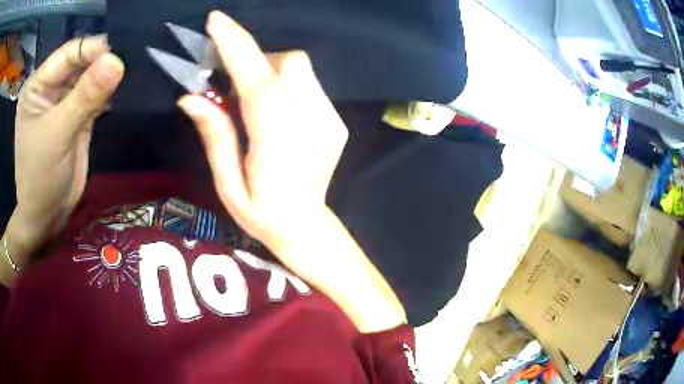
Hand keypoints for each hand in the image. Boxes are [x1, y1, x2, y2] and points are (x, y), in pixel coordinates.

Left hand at [14, 36, 123, 239]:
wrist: (46, 217)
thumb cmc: (40, 178)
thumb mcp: (58, 134)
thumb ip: (85, 96)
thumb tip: (117, 62)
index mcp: (39, 85)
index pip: (69, 53)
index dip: (93, 50)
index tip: (118, 56)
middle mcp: (51, 87)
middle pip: (81, 62)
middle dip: (102, 63)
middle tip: (127, 65)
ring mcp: (64, 101)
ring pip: (91, 77)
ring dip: (107, 78)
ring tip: (128, 76)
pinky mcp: (77, 115)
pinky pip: (95, 95)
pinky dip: (108, 93)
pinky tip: (119, 93)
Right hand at [178, 12, 347, 249]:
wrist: (306, 227)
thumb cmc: (262, 214)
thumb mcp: (227, 186)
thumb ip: (215, 137)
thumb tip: (190, 96)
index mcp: (279, 148)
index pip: (259, 85)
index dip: (238, 48)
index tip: (217, 21)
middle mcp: (312, 127)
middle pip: (289, 64)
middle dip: (256, 60)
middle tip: (234, 85)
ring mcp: (330, 122)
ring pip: (301, 68)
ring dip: (270, 71)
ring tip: (253, 102)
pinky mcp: (337, 122)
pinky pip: (309, 83)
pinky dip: (286, 84)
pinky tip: (276, 111)